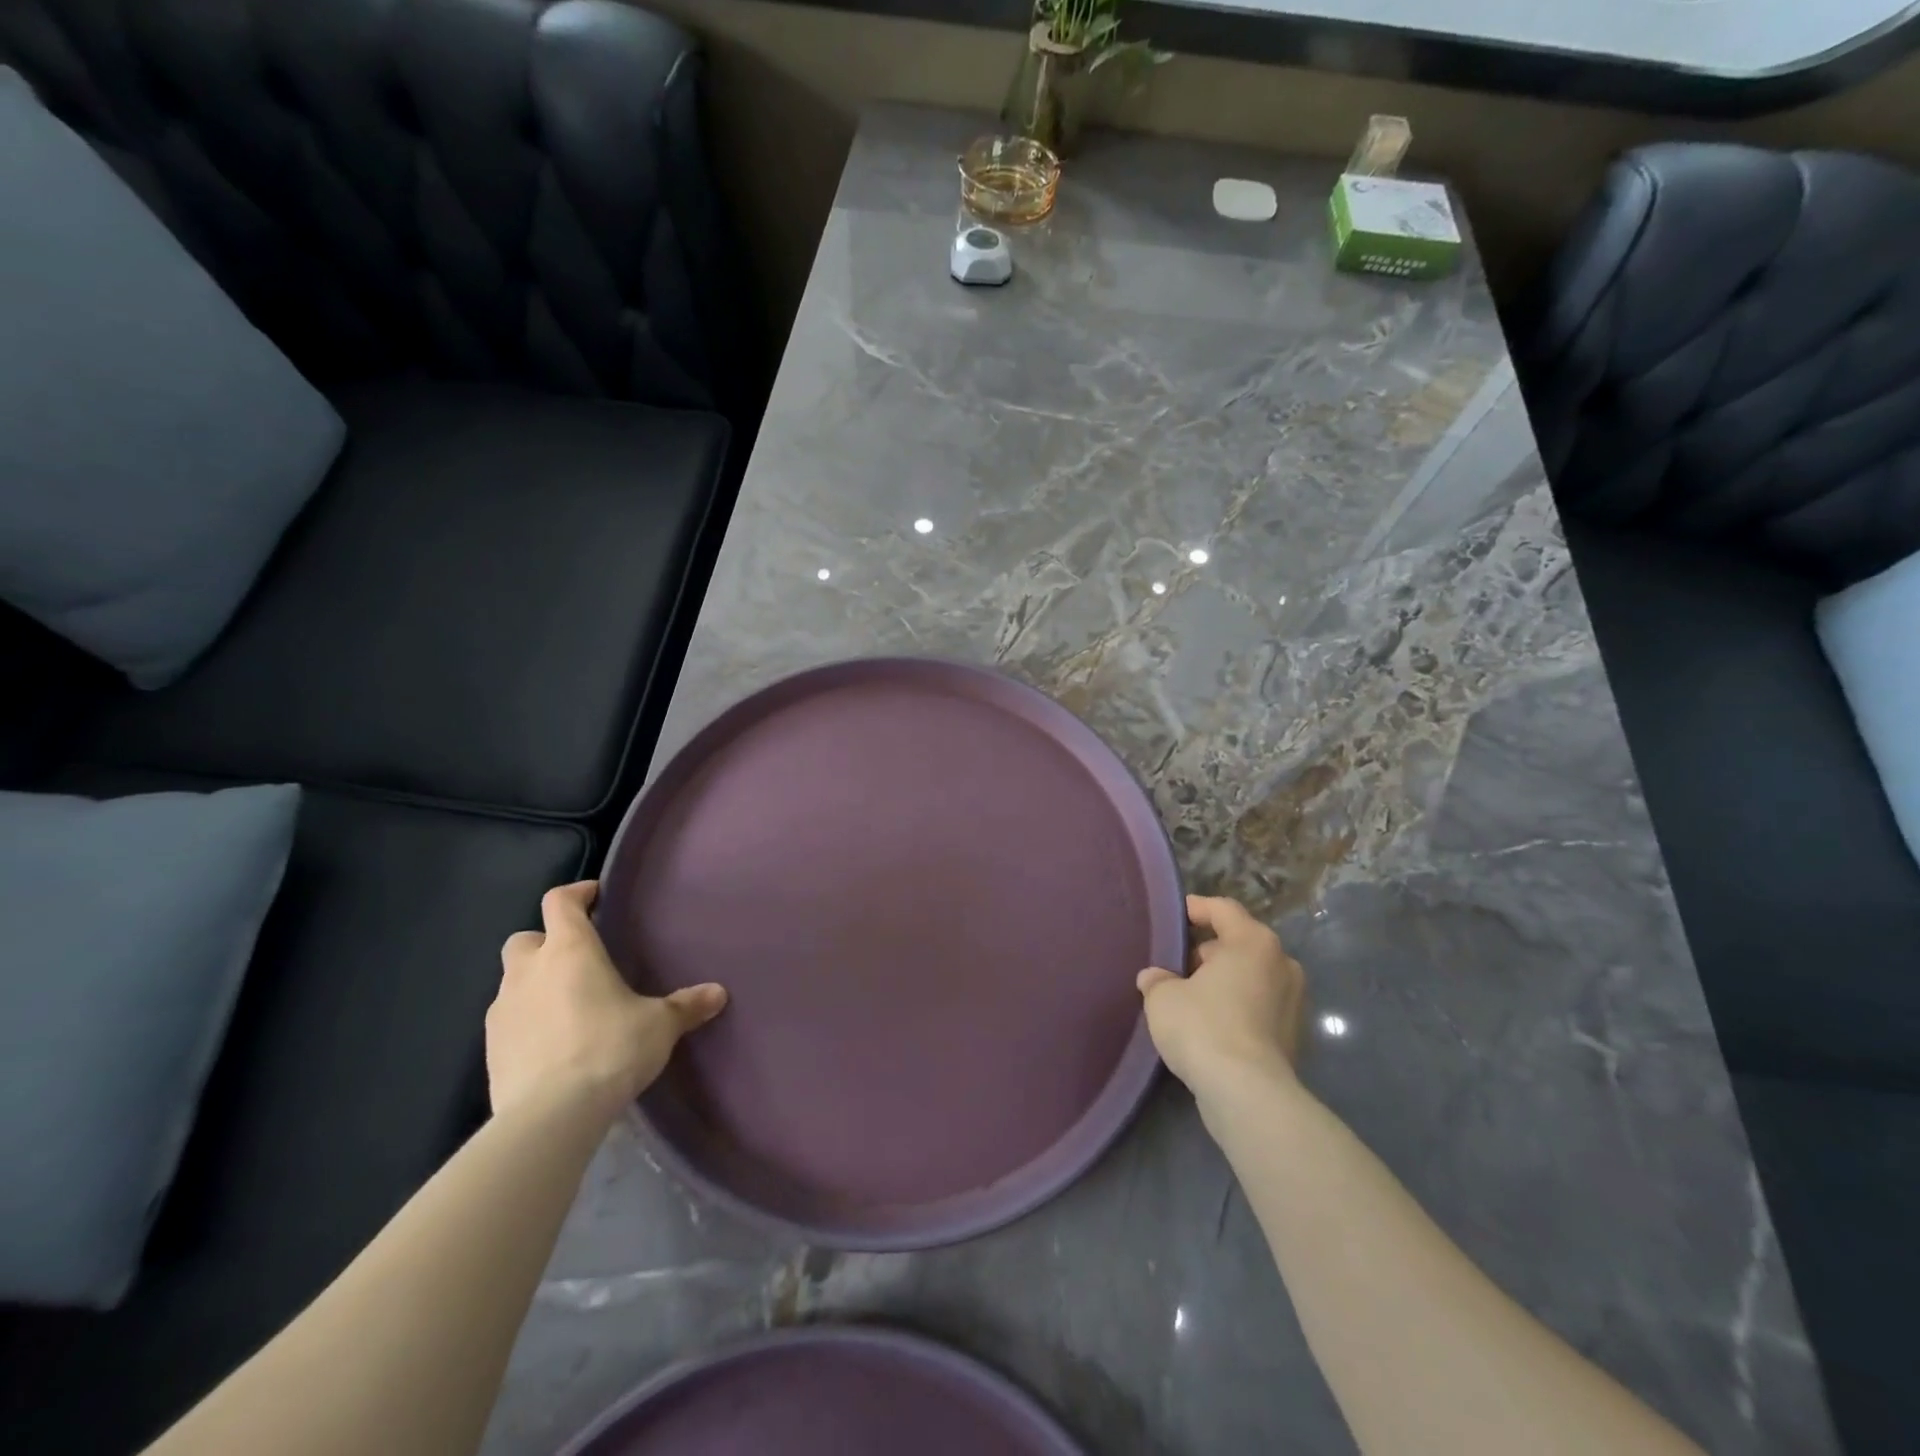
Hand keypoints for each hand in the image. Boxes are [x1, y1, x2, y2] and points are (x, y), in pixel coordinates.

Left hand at [487, 881, 725, 1118]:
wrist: (551, 1114)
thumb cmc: (610, 1048)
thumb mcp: (659, 1025)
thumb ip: (686, 1005)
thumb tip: (718, 993)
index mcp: (570, 950)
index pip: (560, 901)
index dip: (576, 893)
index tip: (595, 897)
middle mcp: (529, 971)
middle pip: (525, 938)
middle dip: (546, 942)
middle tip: (577, 959)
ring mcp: (502, 1010)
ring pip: (512, 980)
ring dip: (534, 984)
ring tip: (567, 1006)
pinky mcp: (490, 1049)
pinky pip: (508, 1021)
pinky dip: (526, 1021)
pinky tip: (552, 1043)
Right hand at [1137, 894, 1305, 1107]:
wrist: (1247, 1093)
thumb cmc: (1203, 1027)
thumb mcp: (1163, 997)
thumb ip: (1157, 979)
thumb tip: (1154, 978)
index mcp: (1253, 942)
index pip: (1223, 909)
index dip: (1197, 908)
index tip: (1177, 914)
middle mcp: (1281, 963)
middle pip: (1240, 943)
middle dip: (1209, 950)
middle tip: (1177, 963)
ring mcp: (1293, 1000)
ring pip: (1251, 976)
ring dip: (1224, 980)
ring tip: (1190, 995)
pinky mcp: (1294, 1034)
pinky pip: (1259, 1005)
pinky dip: (1237, 1006)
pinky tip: (1210, 1024)